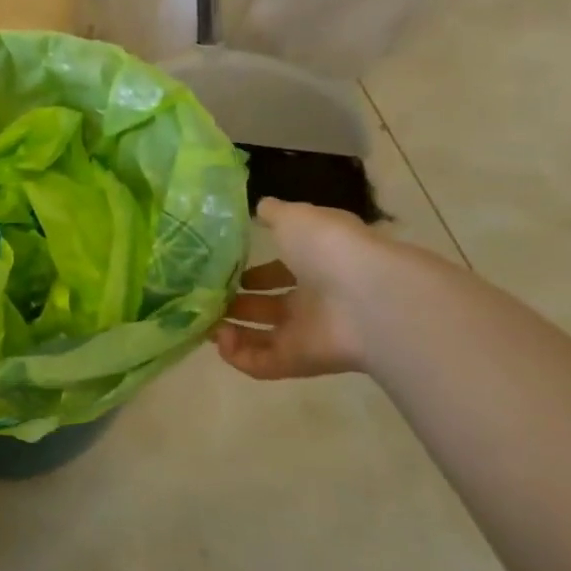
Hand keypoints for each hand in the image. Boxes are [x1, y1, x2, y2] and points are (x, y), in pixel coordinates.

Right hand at [214, 199, 390, 379]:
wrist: (366, 299)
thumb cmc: (329, 248)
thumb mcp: (295, 217)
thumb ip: (274, 213)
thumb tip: (260, 207)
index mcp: (316, 264)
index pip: (281, 270)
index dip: (253, 271)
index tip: (223, 269)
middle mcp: (313, 299)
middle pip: (269, 306)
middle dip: (235, 302)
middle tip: (205, 297)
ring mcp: (306, 333)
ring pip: (261, 336)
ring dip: (230, 330)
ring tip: (204, 321)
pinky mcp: (297, 361)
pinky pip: (261, 364)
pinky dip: (236, 355)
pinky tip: (219, 339)